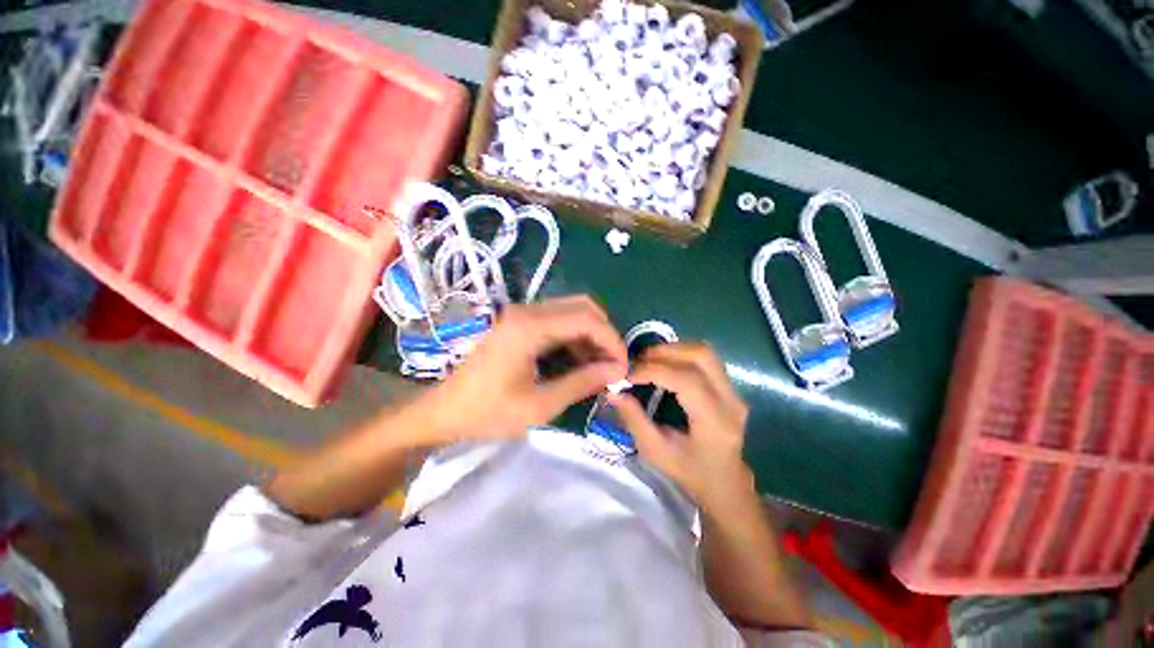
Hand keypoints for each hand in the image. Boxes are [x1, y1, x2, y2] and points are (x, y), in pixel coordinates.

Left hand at [418, 296, 628, 444]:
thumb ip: (581, 383)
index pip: (587, 319)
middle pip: (583, 307)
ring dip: (592, 336)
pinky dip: (576, 338)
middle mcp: (528, 311)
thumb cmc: (487, 412)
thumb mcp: (539, 405)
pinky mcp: (520, 323)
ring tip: (601, 367)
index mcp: (530, 327)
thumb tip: (617, 371)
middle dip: (605, 335)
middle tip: (614, 365)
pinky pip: (559, 321)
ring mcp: (522, 315)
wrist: (444, 411)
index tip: (624, 367)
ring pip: (572, 312)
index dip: (612, 340)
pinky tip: (581, 361)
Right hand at [611, 343, 751, 506]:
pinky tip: (665, 364)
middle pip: (701, 356)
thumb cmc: (689, 472)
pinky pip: (706, 359)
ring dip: (674, 349)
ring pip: (705, 352)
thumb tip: (613, 391)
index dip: (654, 371)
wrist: (725, 483)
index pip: (686, 380)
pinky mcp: (730, 387)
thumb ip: (634, 419)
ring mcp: (734, 391)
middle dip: (665, 352)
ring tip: (649, 360)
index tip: (628, 375)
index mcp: (715, 421)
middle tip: (638, 361)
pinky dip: (682, 354)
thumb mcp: (656, 452)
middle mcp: (730, 400)